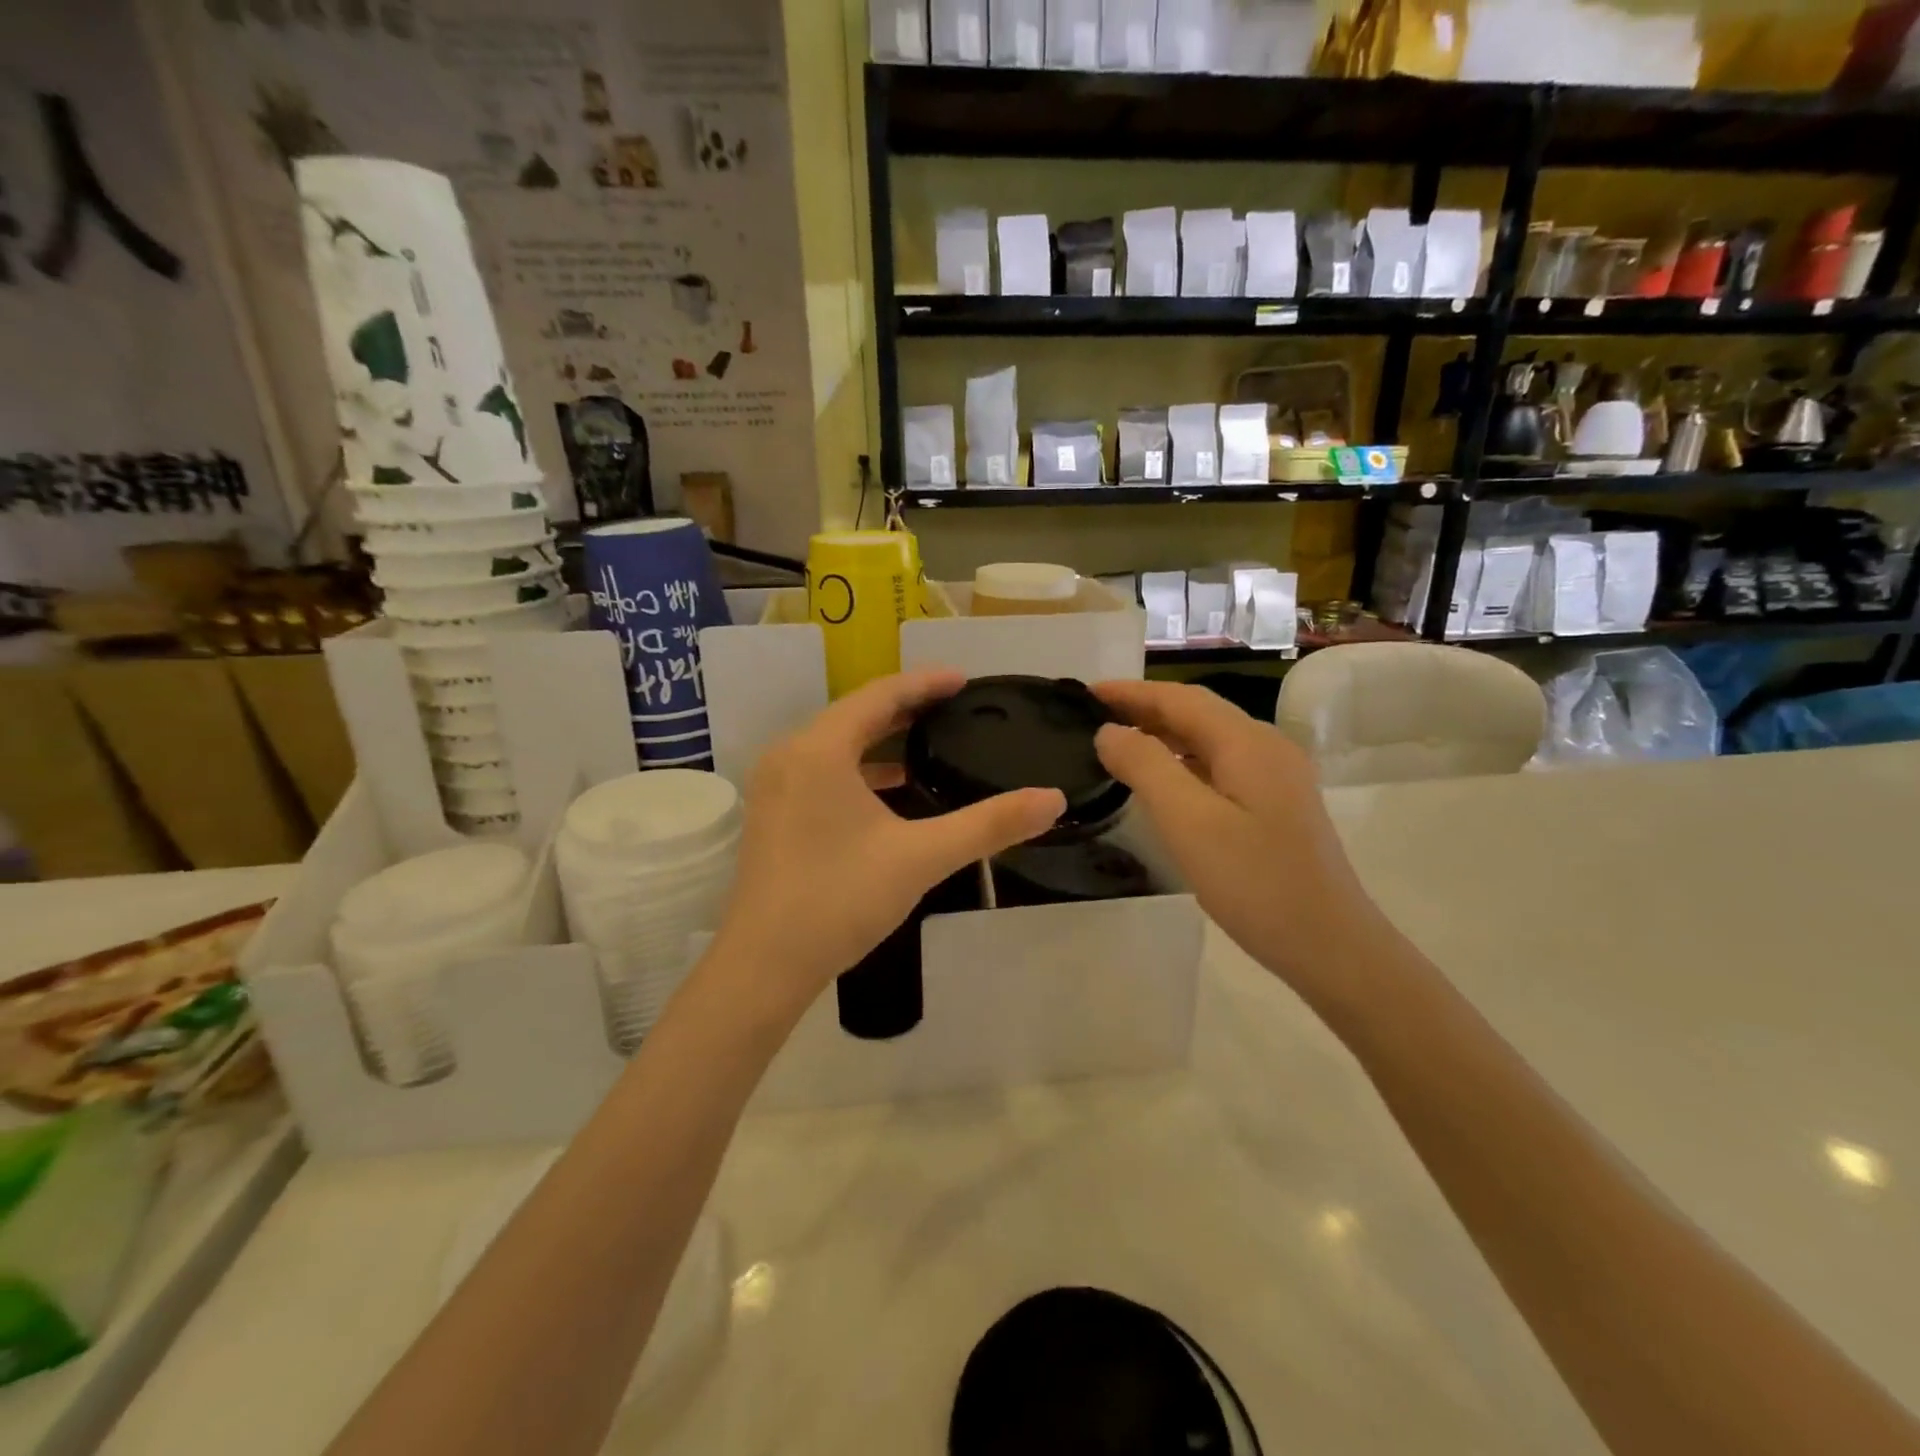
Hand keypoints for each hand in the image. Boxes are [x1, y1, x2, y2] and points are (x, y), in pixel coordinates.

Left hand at [709, 669, 1065, 1009]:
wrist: (764, 965)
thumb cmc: (840, 899)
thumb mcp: (921, 857)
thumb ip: (988, 824)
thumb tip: (1053, 799)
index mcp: (819, 749)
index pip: (879, 695)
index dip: (925, 683)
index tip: (965, 680)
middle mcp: (790, 755)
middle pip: (855, 714)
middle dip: (906, 707)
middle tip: (955, 705)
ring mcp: (775, 785)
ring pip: (837, 743)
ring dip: (882, 738)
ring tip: (931, 739)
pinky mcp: (773, 812)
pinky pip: (822, 768)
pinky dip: (860, 768)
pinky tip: (893, 788)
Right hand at [1092, 680, 1384, 994]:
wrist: (1330, 946)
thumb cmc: (1254, 883)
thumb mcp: (1189, 822)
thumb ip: (1145, 767)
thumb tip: (1110, 731)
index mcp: (1248, 743)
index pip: (1180, 698)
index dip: (1131, 692)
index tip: (1086, 693)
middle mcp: (1266, 748)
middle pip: (1198, 713)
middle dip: (1145, 709)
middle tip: (1093, 717)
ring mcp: (1276, 778)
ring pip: (1210, 740)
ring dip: (1163, 735)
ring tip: (1118, 744)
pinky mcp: (1276, 806)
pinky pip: (1220, 766)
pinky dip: (1183, 762)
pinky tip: (1162, 783)